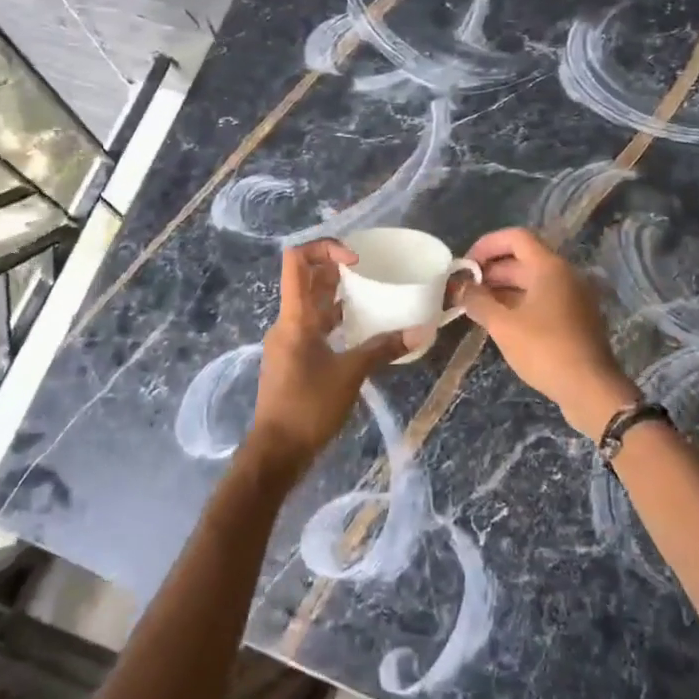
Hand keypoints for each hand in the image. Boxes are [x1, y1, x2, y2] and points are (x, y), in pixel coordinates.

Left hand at [247, 240, 403, 479]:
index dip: (324, 248)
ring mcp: (287, 342)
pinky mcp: (292, 360)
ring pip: (311, 306)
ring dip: (337, 296)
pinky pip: (313, 328)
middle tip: (372, 272)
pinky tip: (360, 331)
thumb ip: (382, 349)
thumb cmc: (309, 407)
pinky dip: (334, 322)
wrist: (277, 451)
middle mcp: (287, 323)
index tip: (357, 260)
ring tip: (372, 296)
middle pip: (306, 281)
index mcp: (295, 318)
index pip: (297, 261)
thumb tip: (421, 331)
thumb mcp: (350, 375)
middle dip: (337, 269)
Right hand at [457, 226, 640, 436]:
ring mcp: (573, 297)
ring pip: (533, 282)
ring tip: (477, 306)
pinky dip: (519, 303)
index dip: (487, 244)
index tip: (465, 264)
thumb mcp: (503, 325)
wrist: (590, 389)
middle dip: (491, 271)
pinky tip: (500, 322)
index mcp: (550, 267)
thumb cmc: (544, 350)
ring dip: (503, 289)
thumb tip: (461, 287)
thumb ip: (478, 301)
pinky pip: (543, 299)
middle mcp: (565, 275)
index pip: (516, 237)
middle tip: (465, 289)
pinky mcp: (576, 318)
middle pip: (523, 260)